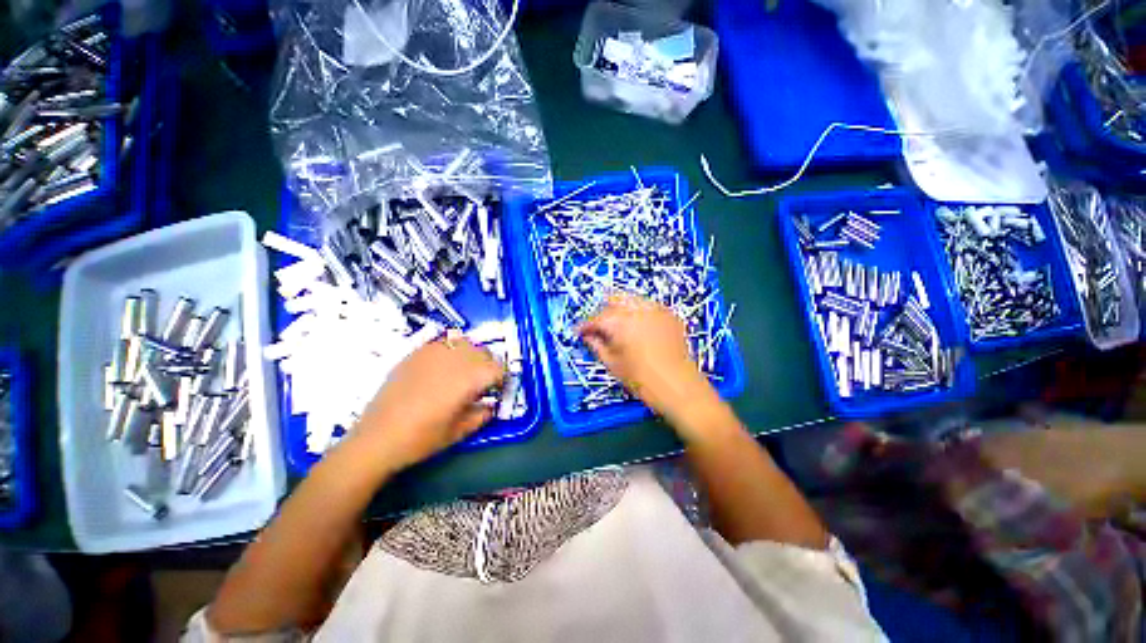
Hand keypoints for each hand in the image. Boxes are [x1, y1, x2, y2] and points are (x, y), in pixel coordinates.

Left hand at [354, 337, 505, 469]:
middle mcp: (454, 360)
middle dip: (488, 366)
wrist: (376, 438)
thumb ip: (481, 415)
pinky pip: (442, 343)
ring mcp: (433, 353)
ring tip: (463, 371)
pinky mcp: (415, 353)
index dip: (501, 379)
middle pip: (484, 352)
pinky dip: (450, 351)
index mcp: (468, 379)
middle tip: (482, 383)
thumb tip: (490, 406)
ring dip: (471, 355)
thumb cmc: (421, 439)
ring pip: (464, 342)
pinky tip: (442, 367)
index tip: (496, 390)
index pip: (498, 368)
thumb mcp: (458, 432)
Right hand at [579, 294, 714, 420]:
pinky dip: (638, 313)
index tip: (579, 332)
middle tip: (599, 328)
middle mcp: (637, 308)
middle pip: (614, 299)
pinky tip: (637, 327)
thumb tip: (587, 336)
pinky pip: (648, 306)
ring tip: (618, 326)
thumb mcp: (613, 364)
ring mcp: (656, 309)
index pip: (596, 318)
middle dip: (603, 312)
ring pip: (631, 299)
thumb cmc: (641, 379)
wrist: (680, 386)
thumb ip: (596, 345)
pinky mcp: (669, 314)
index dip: (585, 325)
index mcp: (619, 321)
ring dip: (621, 309)